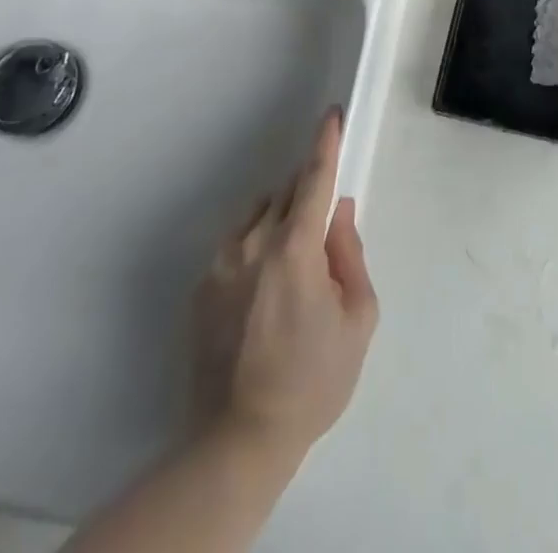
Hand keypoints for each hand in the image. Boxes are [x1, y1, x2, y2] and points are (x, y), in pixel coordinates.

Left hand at [187, 109, 378, 465]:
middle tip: (322, 227)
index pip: (314, 179)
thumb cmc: (312, 380)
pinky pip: (234, 245)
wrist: (238, 441)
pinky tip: (261, 294)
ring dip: (279, 219)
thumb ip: (351, 254)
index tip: (331, 116)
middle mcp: (253, 244)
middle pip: (286, 192)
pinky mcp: (200, 288)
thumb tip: (338, 212)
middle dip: (308, 194)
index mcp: (295, 249)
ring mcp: (221, 264)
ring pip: (258, 215)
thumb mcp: (357, 319)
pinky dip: (254, 248)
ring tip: (291, 267)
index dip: (325, 144)